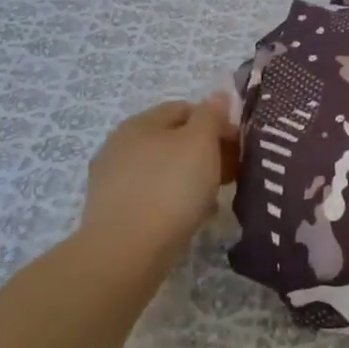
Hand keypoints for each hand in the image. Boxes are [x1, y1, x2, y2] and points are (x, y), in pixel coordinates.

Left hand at [76, 94, 237, 263]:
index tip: (237, 147)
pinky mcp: (111, 211)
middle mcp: (121, 145)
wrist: (125, 252)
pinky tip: (189, 219)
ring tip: (213, 200)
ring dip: (190, 179)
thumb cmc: (170, 188)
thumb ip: (212, 115)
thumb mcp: (201, 143)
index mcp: (141, 122)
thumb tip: (218, 96)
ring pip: (163, 170)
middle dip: (205, 153)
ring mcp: (112, 180)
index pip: (185, 109)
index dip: (216, 123)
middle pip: (173, 140)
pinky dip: (172, 202)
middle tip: (230, 174)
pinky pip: (151, 196)